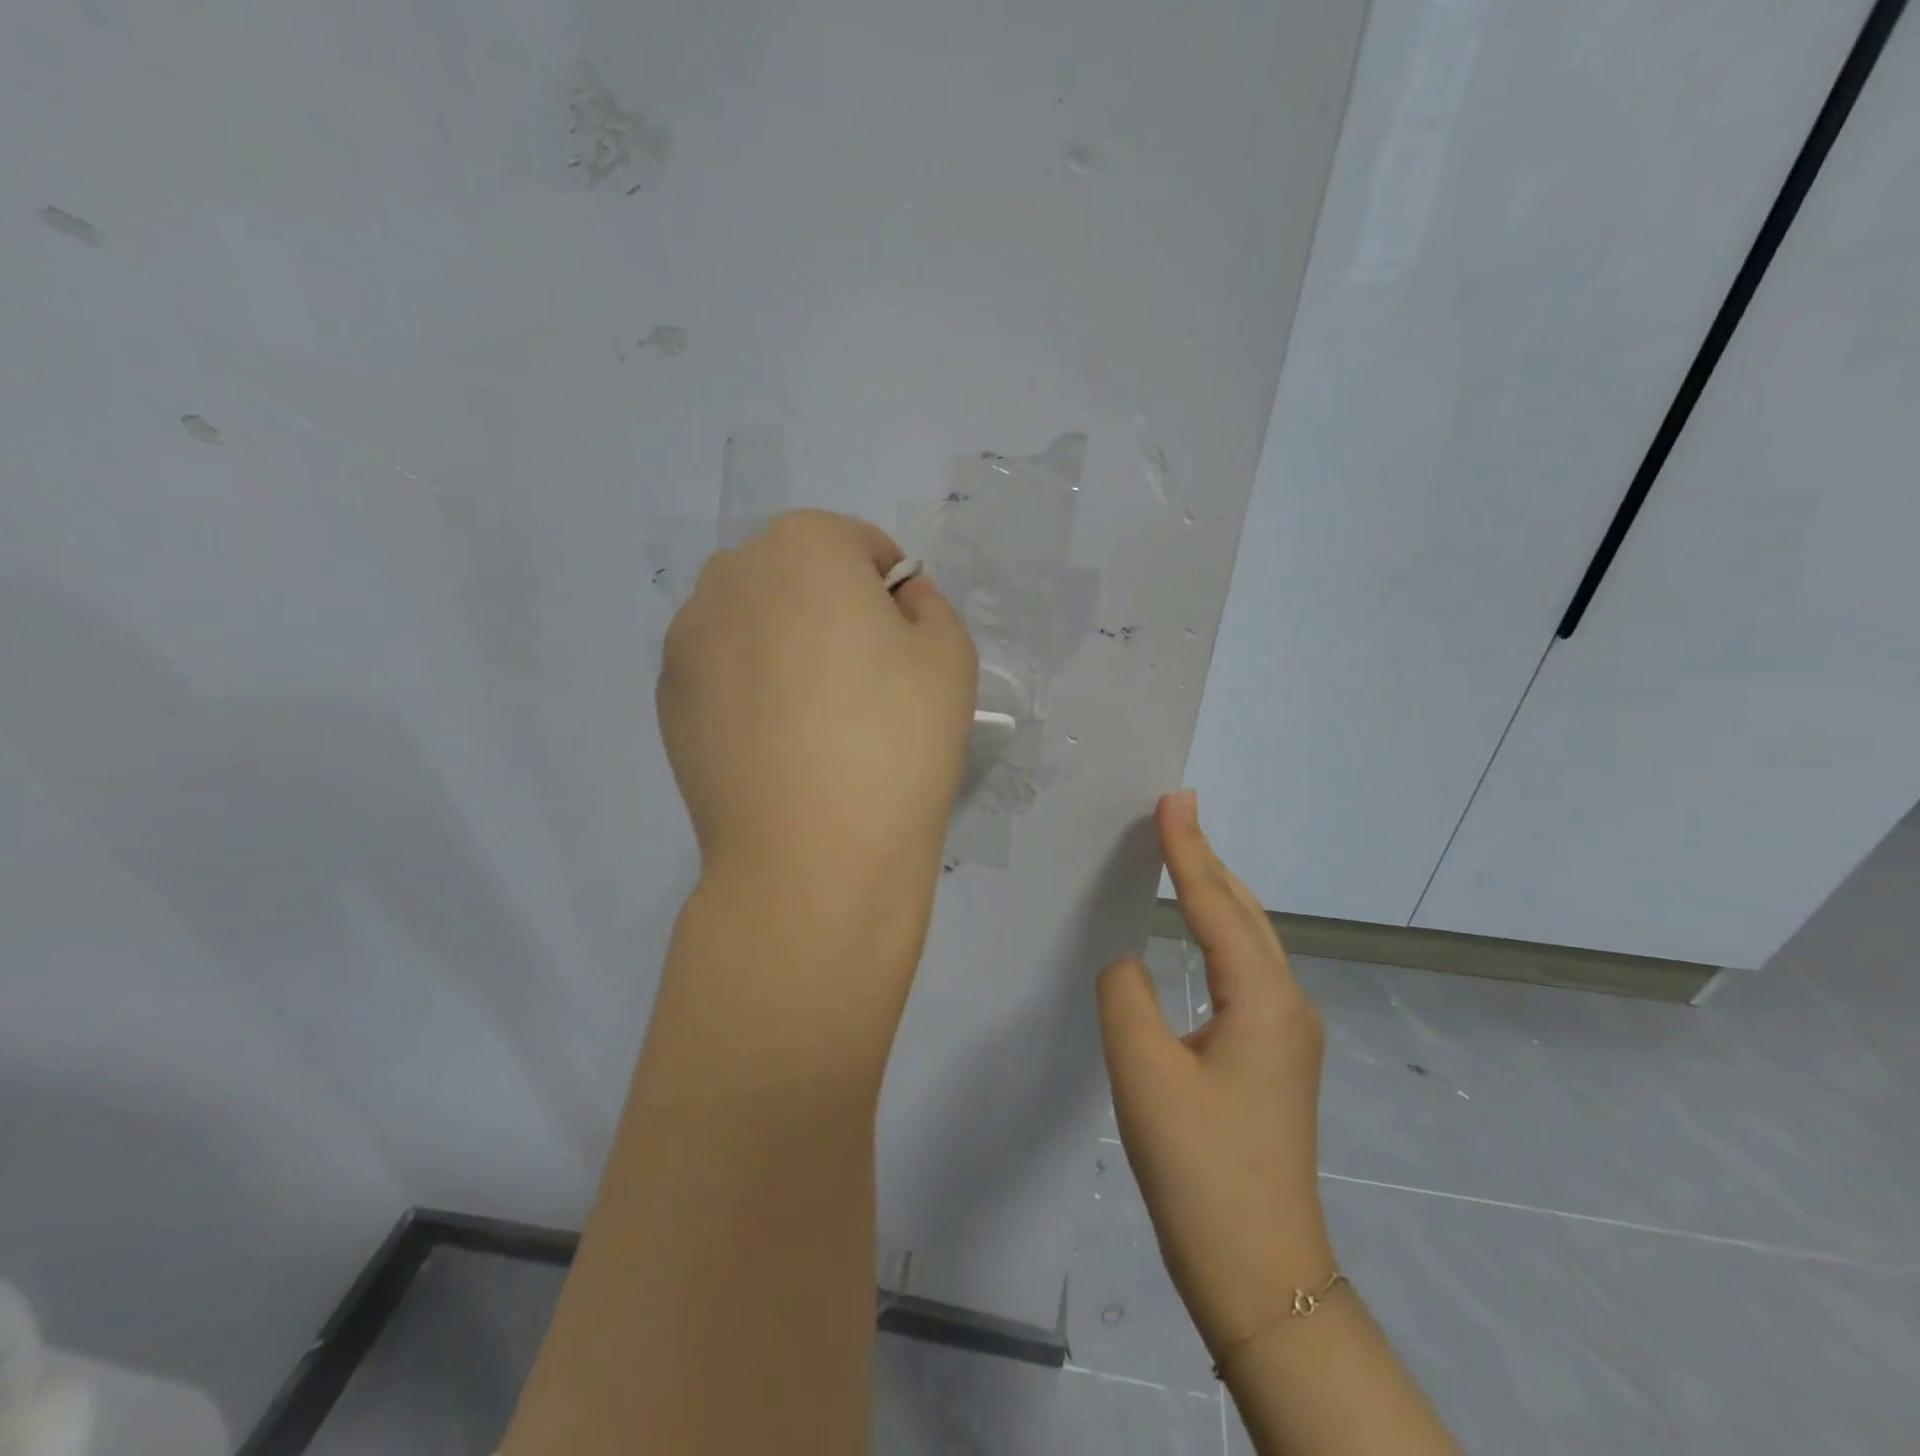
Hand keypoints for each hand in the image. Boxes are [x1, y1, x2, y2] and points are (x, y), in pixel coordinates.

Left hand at [658, 510, 976, 918]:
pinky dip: (753, 689)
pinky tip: (778, 747)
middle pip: (799, 576)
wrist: (813, 858)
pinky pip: (725, 670)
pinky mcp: (668, 699)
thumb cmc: (896, 741)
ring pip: (756, 621)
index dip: (893, 594)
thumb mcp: (951, 656)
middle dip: (834, 611)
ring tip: (816, 722)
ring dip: (788, 646)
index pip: (860, 546)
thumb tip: (895, 601)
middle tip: (864, 685)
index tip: (904, 652)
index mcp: (802, 546)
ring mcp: (687, 638)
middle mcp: (729, 575)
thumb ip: (928, 605)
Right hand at [1097, 790, 1331, 1357]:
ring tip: (1182, 856)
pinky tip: (1197, 935)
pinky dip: (1217, 933)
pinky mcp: (1274, 1057)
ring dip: (1216, 894)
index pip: (1216, 903)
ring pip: (1248, 940)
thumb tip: (1128, 961)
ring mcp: (1287, 1033)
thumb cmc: (1199, 1166)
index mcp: (1262, 998)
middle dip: (1208, 859)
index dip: (1188, 848)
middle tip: (1174, 813)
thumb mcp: (1143, 1070)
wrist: (1260, 1271)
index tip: (1171, 798)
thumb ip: (1125, 994)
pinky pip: (1243, 970)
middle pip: (1244, 912)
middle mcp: (1286, 1004)